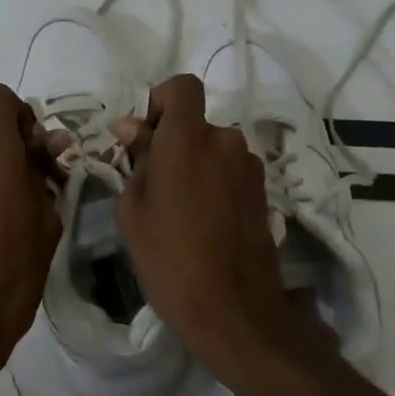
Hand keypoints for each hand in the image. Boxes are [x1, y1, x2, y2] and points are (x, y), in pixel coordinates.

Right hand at [114, 75, 295, 366]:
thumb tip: (130, 127)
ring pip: (214, 149)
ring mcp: (250, 167)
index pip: (182, 86)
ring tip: (178, 210)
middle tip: (152, 184)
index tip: (145, 136)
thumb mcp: (132, 209)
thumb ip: (135, 159)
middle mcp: (225, 141)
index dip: (161, 101)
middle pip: (196, 123)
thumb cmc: (168, 258)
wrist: (232, 309)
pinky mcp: (263, 192)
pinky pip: (230, 171)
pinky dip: (213, 182)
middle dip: (172, 143)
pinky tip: (203, 221)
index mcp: (188, 139)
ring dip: (194, 164)